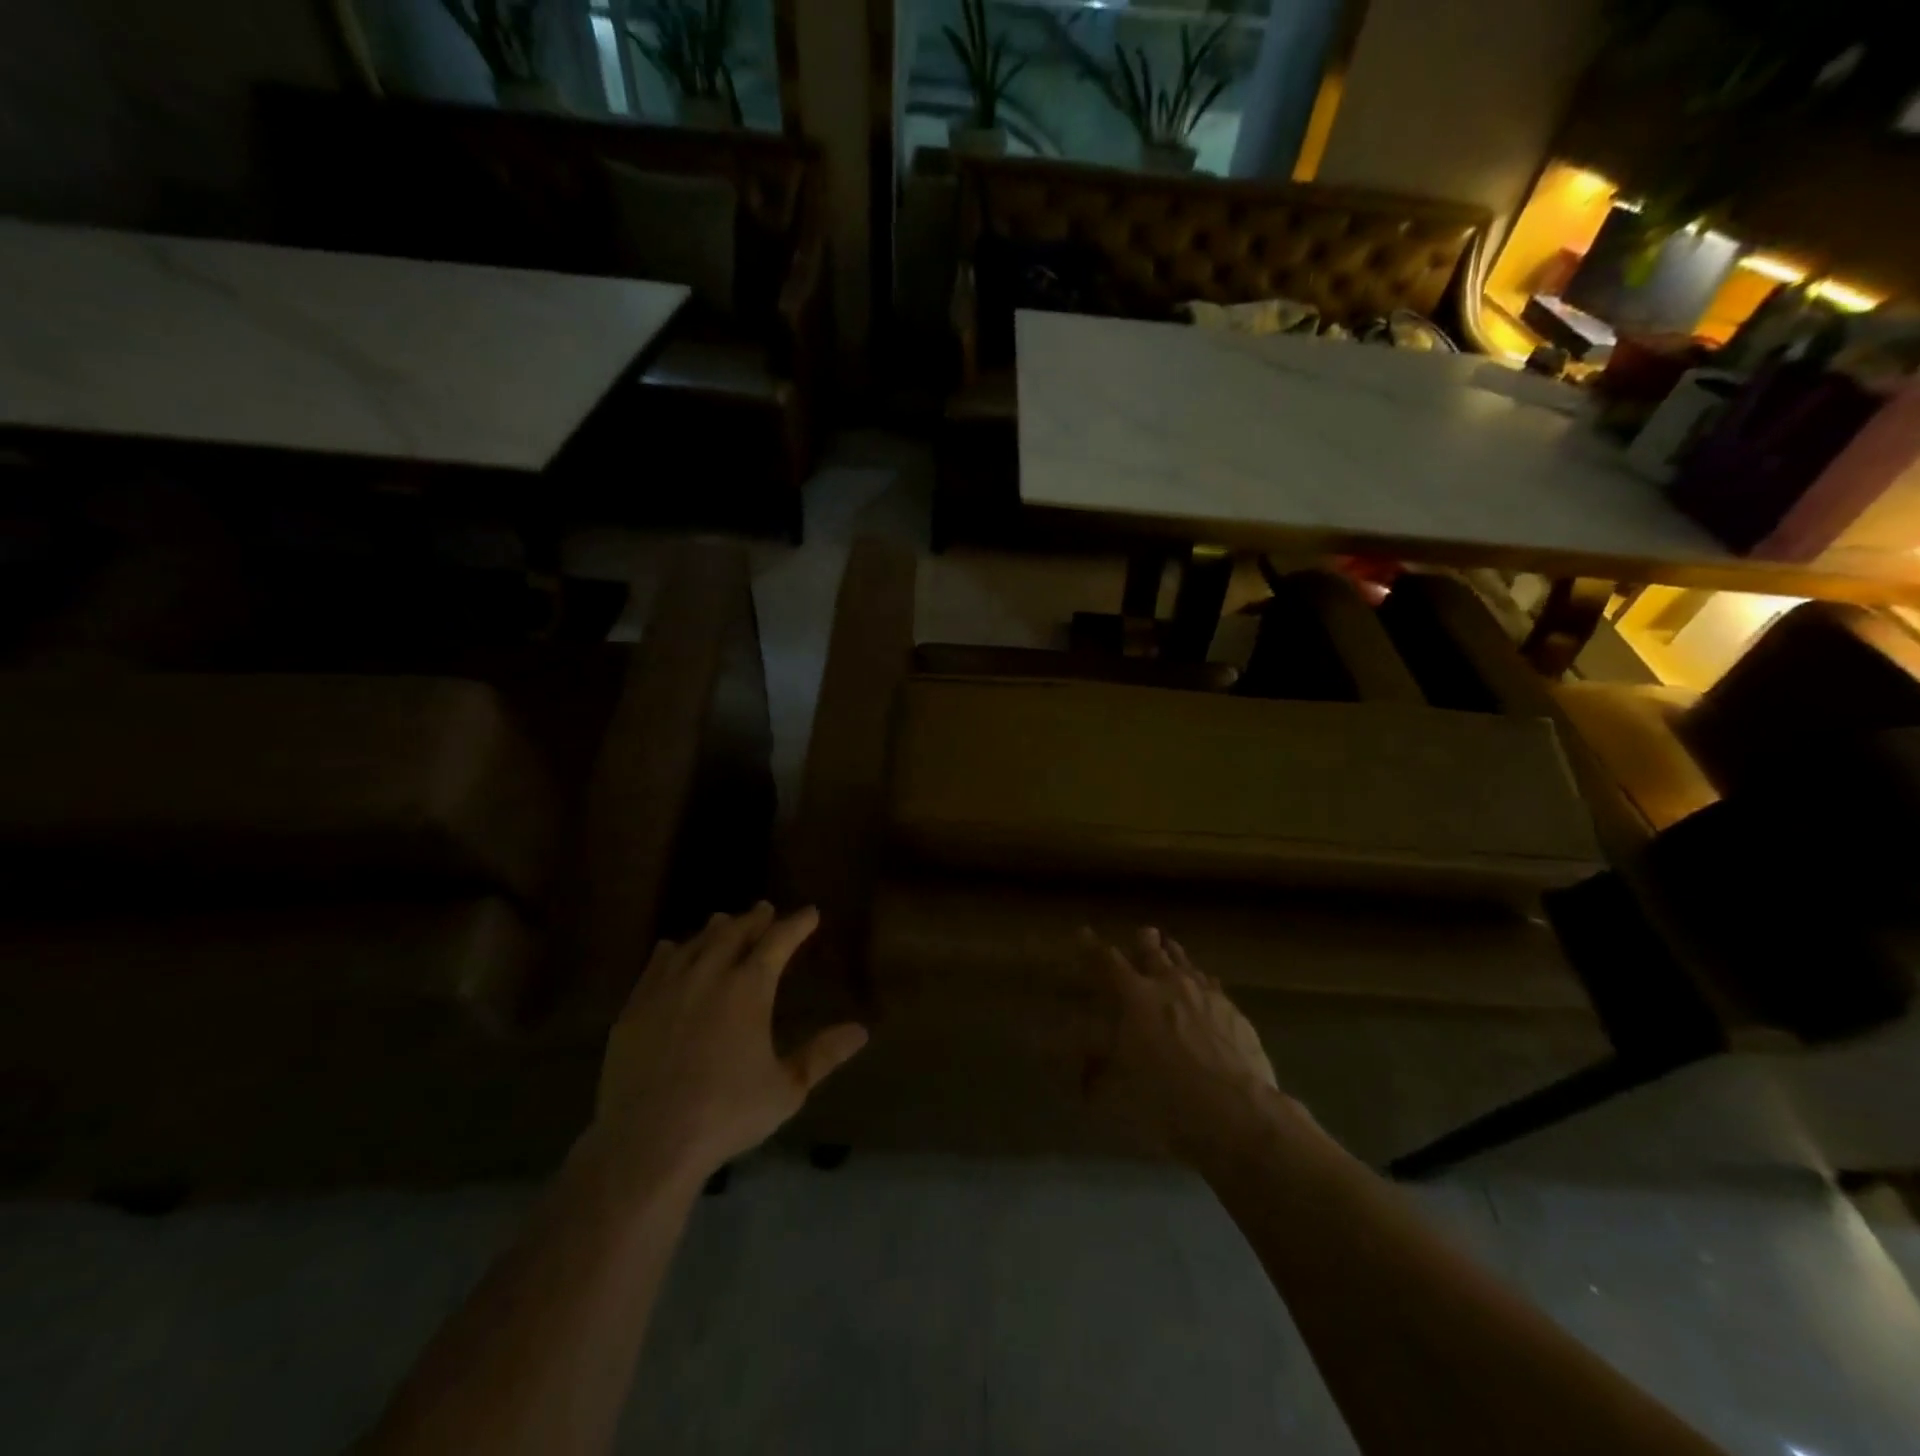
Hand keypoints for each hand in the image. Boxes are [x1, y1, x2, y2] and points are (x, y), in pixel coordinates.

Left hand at [590, 903, 866, 1183]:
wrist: (647, 1142)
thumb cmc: (726, 1114)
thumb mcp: (787, 1089)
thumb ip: (823, 1055)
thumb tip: (861, 1030)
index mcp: (749, 989)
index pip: (778, 941)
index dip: (796, 924)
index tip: (810, 913)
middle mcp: (708, 976)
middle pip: (734, 933)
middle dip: (754, 919)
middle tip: (765, 910)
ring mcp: (667, 990)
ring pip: (694, 944)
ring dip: (714, 930)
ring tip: (724, 921)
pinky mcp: (634, 1010)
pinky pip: (655, 967)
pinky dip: (670, 952)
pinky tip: (671, 949)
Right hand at [1073, 928, 1288, 1163]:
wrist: (1235, 1110)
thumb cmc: (1165, 1097)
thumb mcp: (1117, 1086)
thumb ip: (1094, 1067)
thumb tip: (1065, 1061)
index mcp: (1135, 997)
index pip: (1107, 962)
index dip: (1092, 947)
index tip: (1083, 932)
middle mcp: (1169, 984)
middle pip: (1154, 953)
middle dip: (1145, 941)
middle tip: (1144, 932)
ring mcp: (1206, 994)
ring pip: (1187, 964)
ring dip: (1176, 955)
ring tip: (1171, 948)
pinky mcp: (1234, 1011)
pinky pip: (1213, 986)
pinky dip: (1203, 982)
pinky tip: (1206, 986)